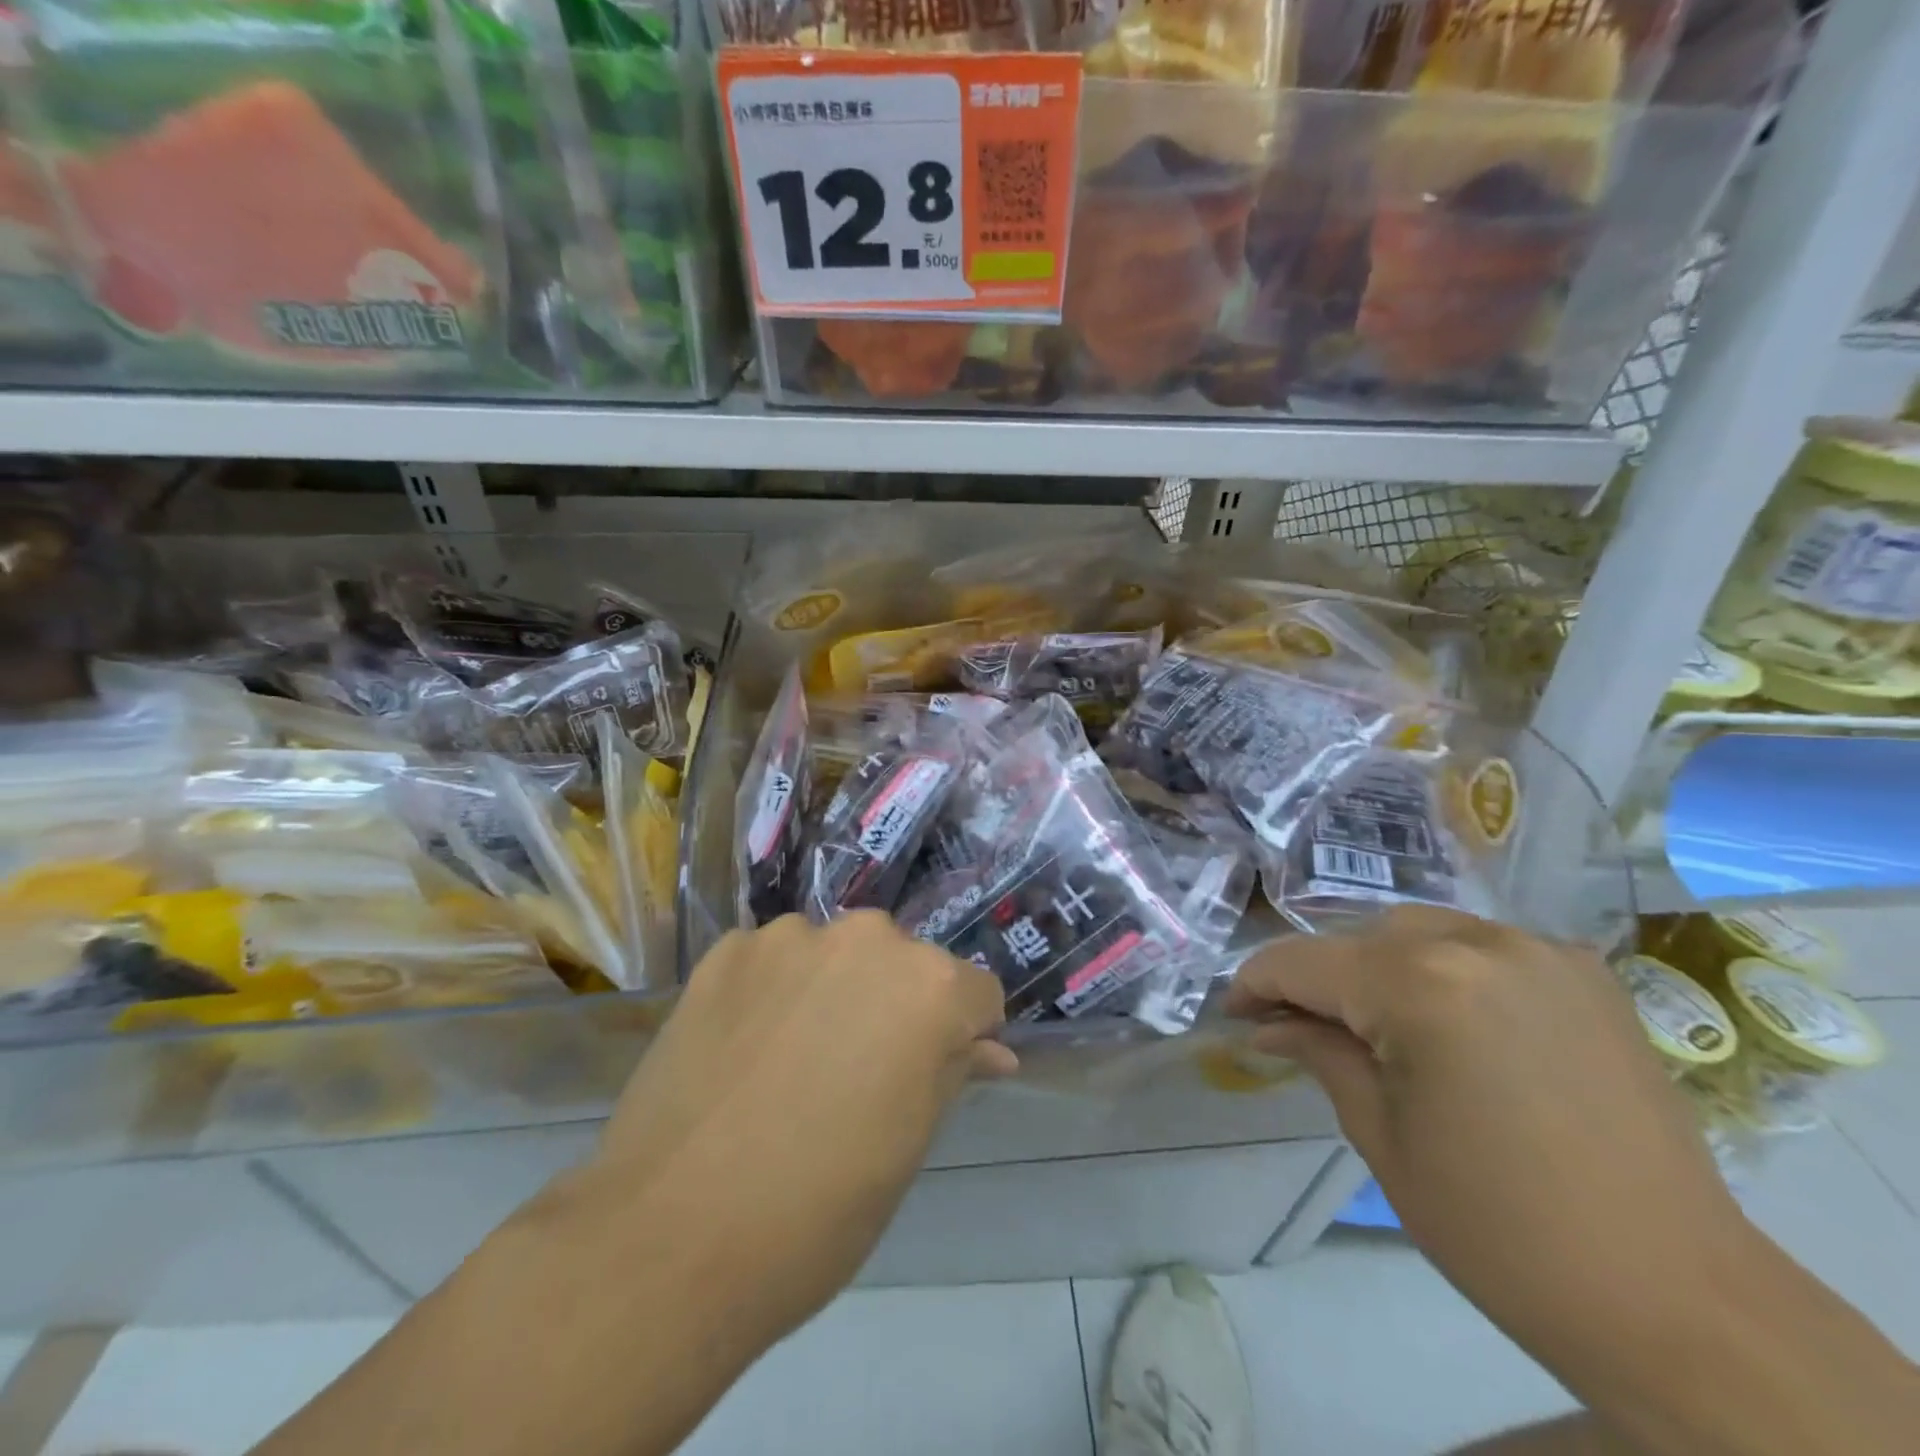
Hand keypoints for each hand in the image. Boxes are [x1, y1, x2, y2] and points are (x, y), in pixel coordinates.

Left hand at [586, 911, 1012, 1342]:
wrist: (669, 1239)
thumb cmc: (818, 1209)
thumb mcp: (908, 1145)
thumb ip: (953, 1073)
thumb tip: (990, 1050)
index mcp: (930, 987)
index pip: (976, 996)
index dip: (962, 1038)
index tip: (929, 1076)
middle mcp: (868, 938)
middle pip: (904, 964)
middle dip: (894, 1005)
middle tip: (855, 1073)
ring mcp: (790, 936)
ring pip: (836, 955)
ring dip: (830, 990)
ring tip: (790, 1060)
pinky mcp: (726, 949)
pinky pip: (773, 959)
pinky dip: (771, 990)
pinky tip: (744, 1047)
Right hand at [1228, 907, 1743, 1367]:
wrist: (1678, 1301)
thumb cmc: (1501, 1229)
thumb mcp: (1380, 1135)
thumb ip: (1317, 1053)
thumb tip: (1263, 1025)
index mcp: (1420, 984)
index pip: (1304, 962)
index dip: (1255, 984)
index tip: (1233, 1012)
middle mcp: (1478, 941)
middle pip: (1359, 938)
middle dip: (1318, 978)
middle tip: (1295, 1027)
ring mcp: (1538, 950)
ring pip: (1416, 930)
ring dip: (1377, 966)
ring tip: (1368, 1021)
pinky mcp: (1583, 972)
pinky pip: (1479, 944)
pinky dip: (1441, 966)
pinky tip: (1441, 1016)